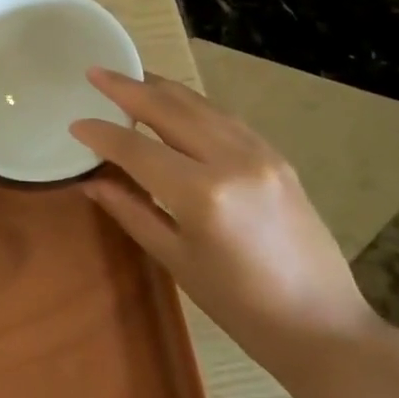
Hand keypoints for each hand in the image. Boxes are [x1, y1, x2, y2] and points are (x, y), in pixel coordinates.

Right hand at [69, 69, 381, 370]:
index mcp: (202, 194)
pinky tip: (175, 104)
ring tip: (129, 79)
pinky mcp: (276, 155)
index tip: (75, 123)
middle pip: (168, 109)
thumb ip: (132, 211)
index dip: (102, 133)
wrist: (323, 325)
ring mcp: (260, 152)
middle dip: (128, 88)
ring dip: (160, 88)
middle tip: (95, 72)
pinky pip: (224, 116)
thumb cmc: (241, 307)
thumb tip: (92, 181)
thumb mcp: (177, 260)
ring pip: (199, 104)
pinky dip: (191, 104)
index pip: (137, 148)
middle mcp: (231, 160)